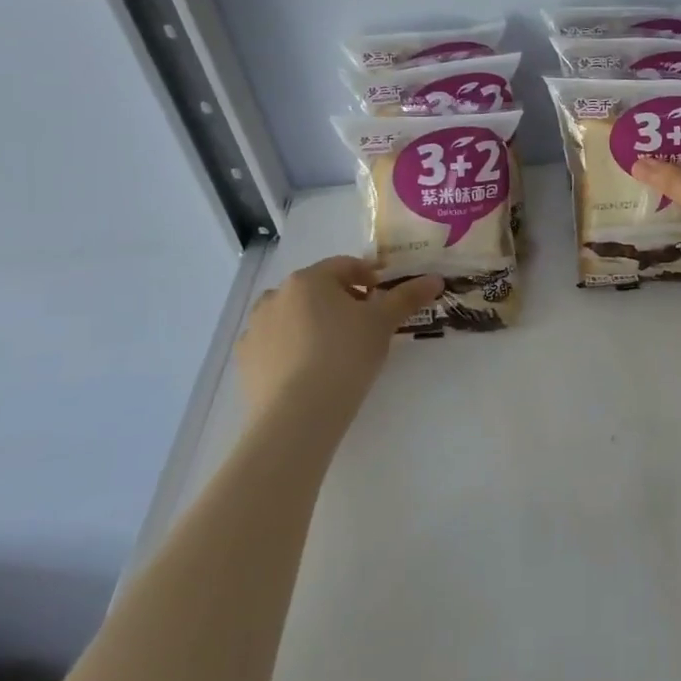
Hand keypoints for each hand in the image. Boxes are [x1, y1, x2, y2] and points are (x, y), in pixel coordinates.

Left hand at [236, 257, 441, 438]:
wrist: (297, 415)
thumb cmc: (345, 356)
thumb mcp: (383, 324)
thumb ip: (407, 297)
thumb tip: (435, 279)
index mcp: (309, 279)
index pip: (345, 265)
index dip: (369, 277)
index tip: (383, 298)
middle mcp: (275, 296)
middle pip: (316, 289)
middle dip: (340, 301)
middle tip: (363, 326)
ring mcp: (255, 328)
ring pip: (292, 315)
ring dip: (312, 323)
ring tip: (334, 350)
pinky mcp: (245, 360)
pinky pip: (274, 344)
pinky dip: (292, 349)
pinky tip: (309, 371)